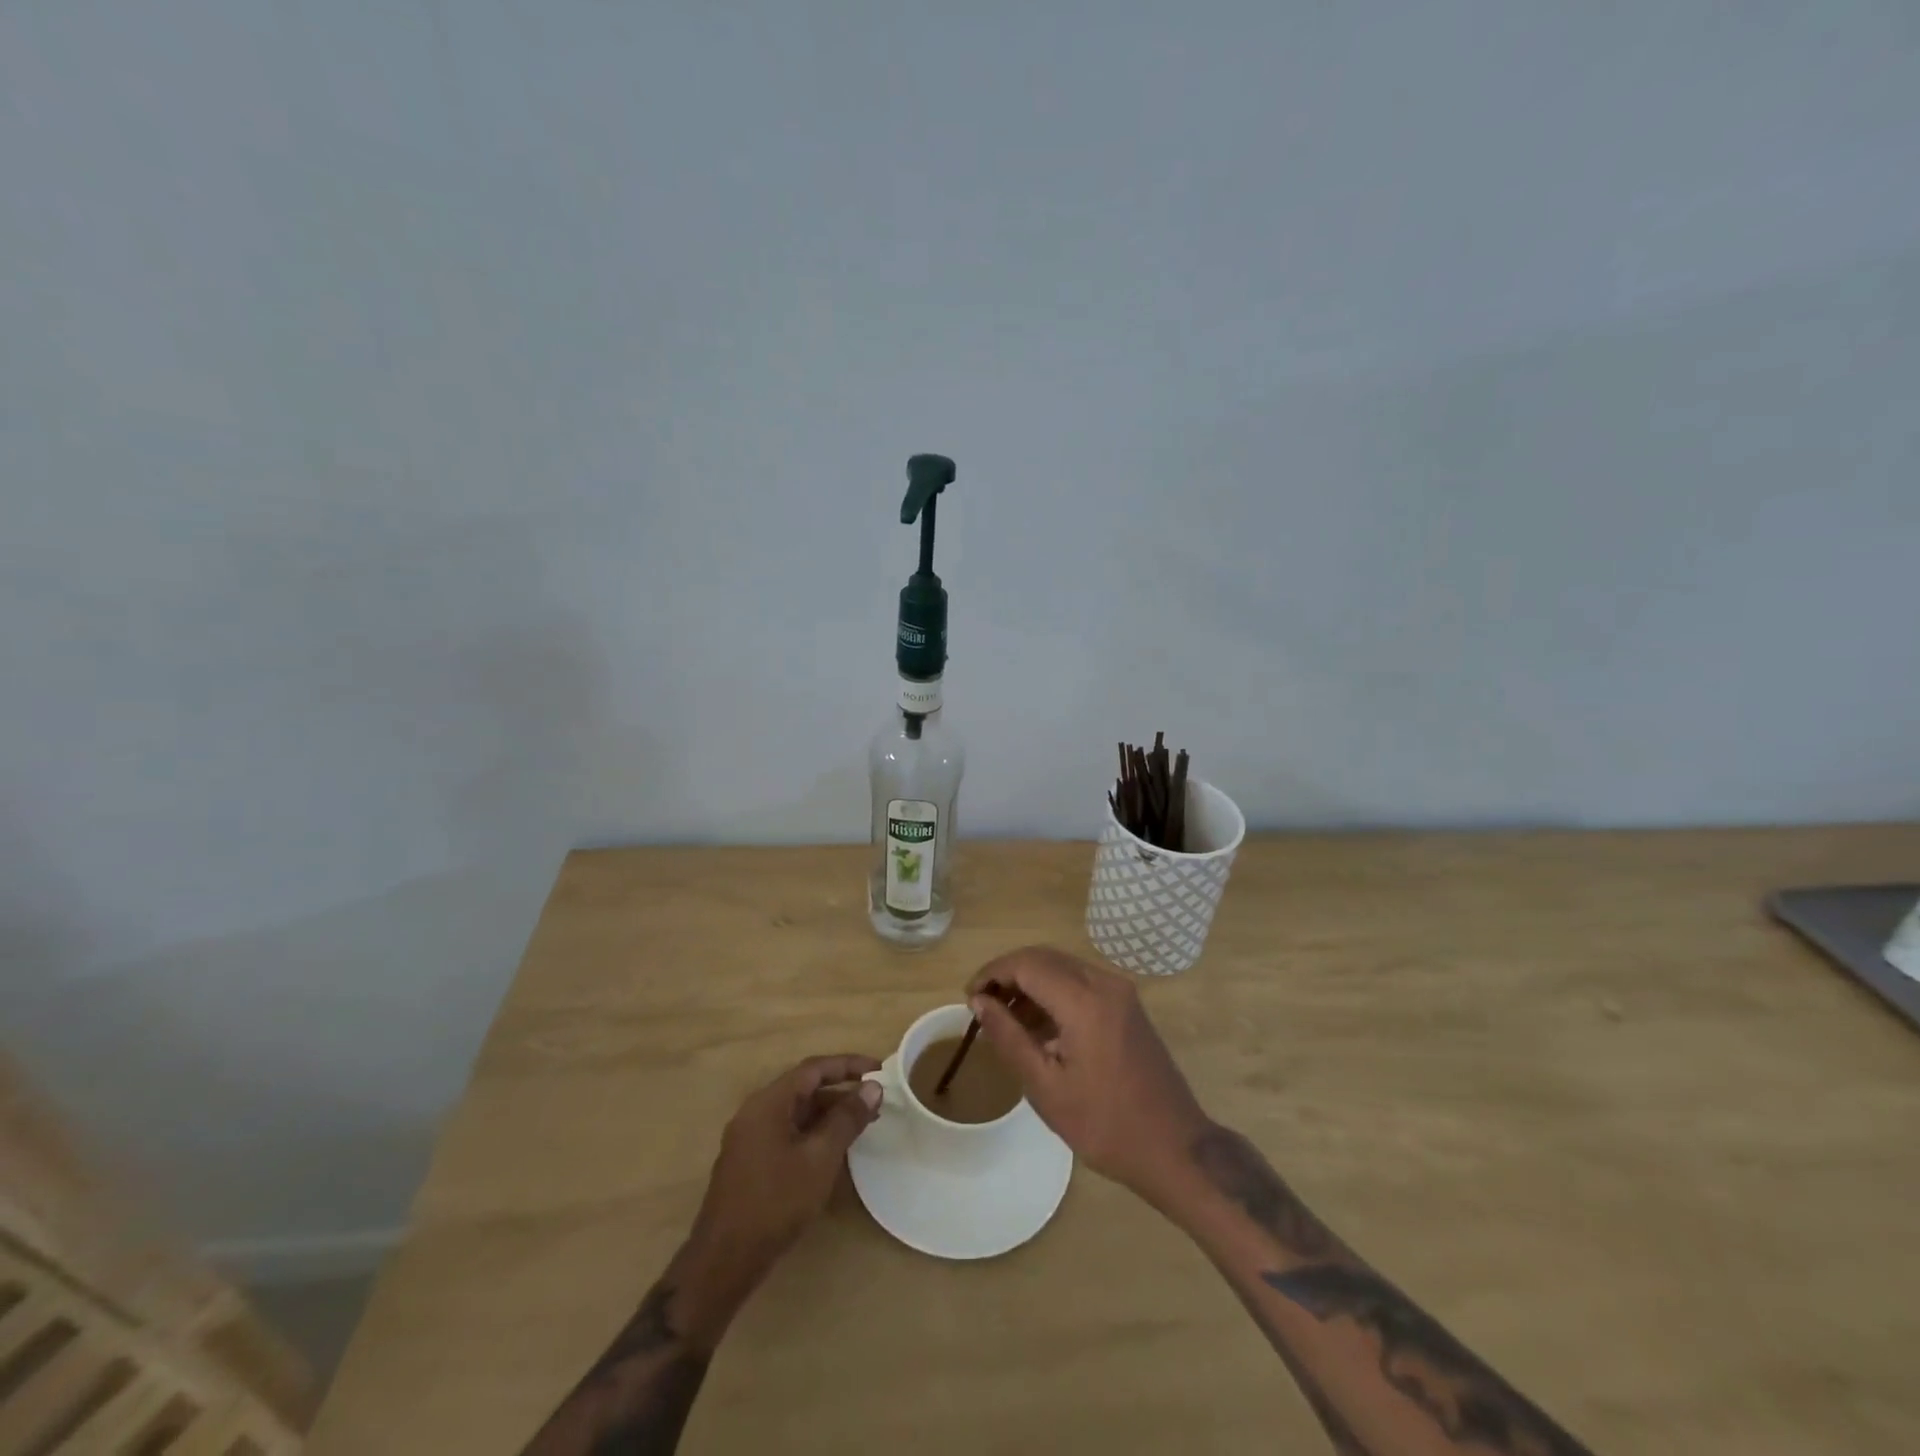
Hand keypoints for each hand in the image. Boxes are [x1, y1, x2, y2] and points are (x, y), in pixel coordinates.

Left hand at [687, 1054, 881, 1292]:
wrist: (724, 1261)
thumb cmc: (775, 1202)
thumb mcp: (820, 1158)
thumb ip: (847, 1119)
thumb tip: (873, 1087)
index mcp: (769, 1102)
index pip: (814, 1069)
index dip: (848, 1065)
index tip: (879, 1069)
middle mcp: (756, 1111)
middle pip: (804, 1088)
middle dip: (841, 1092)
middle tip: (875, 1101)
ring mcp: (750, 1138)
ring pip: (796, 1113)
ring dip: (829, 1114)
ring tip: (862, 1125)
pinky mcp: (750, 1162)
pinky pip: (787, 1132)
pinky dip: (813, 1133)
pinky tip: (833, 1150)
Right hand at [966, 946, 1206, 1200]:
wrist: (1175, 1148)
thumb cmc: (1105, 1124)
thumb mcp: (1046, 1087)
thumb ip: (1009, 1037)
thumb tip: (979, 1003)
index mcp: (1084, 1000)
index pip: (1026, 964)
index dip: (992, 974)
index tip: (968, 998)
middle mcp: (1104, 982)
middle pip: (1044, 958)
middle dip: (1008, 974)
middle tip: (982, 1006)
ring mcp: (1120, 992)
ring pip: (1062, 967)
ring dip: (1030, 983)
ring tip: (1004, 1020)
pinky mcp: (1127, 1005)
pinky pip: (1081, 982)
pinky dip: (1053, 992)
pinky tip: (1038, 1026)